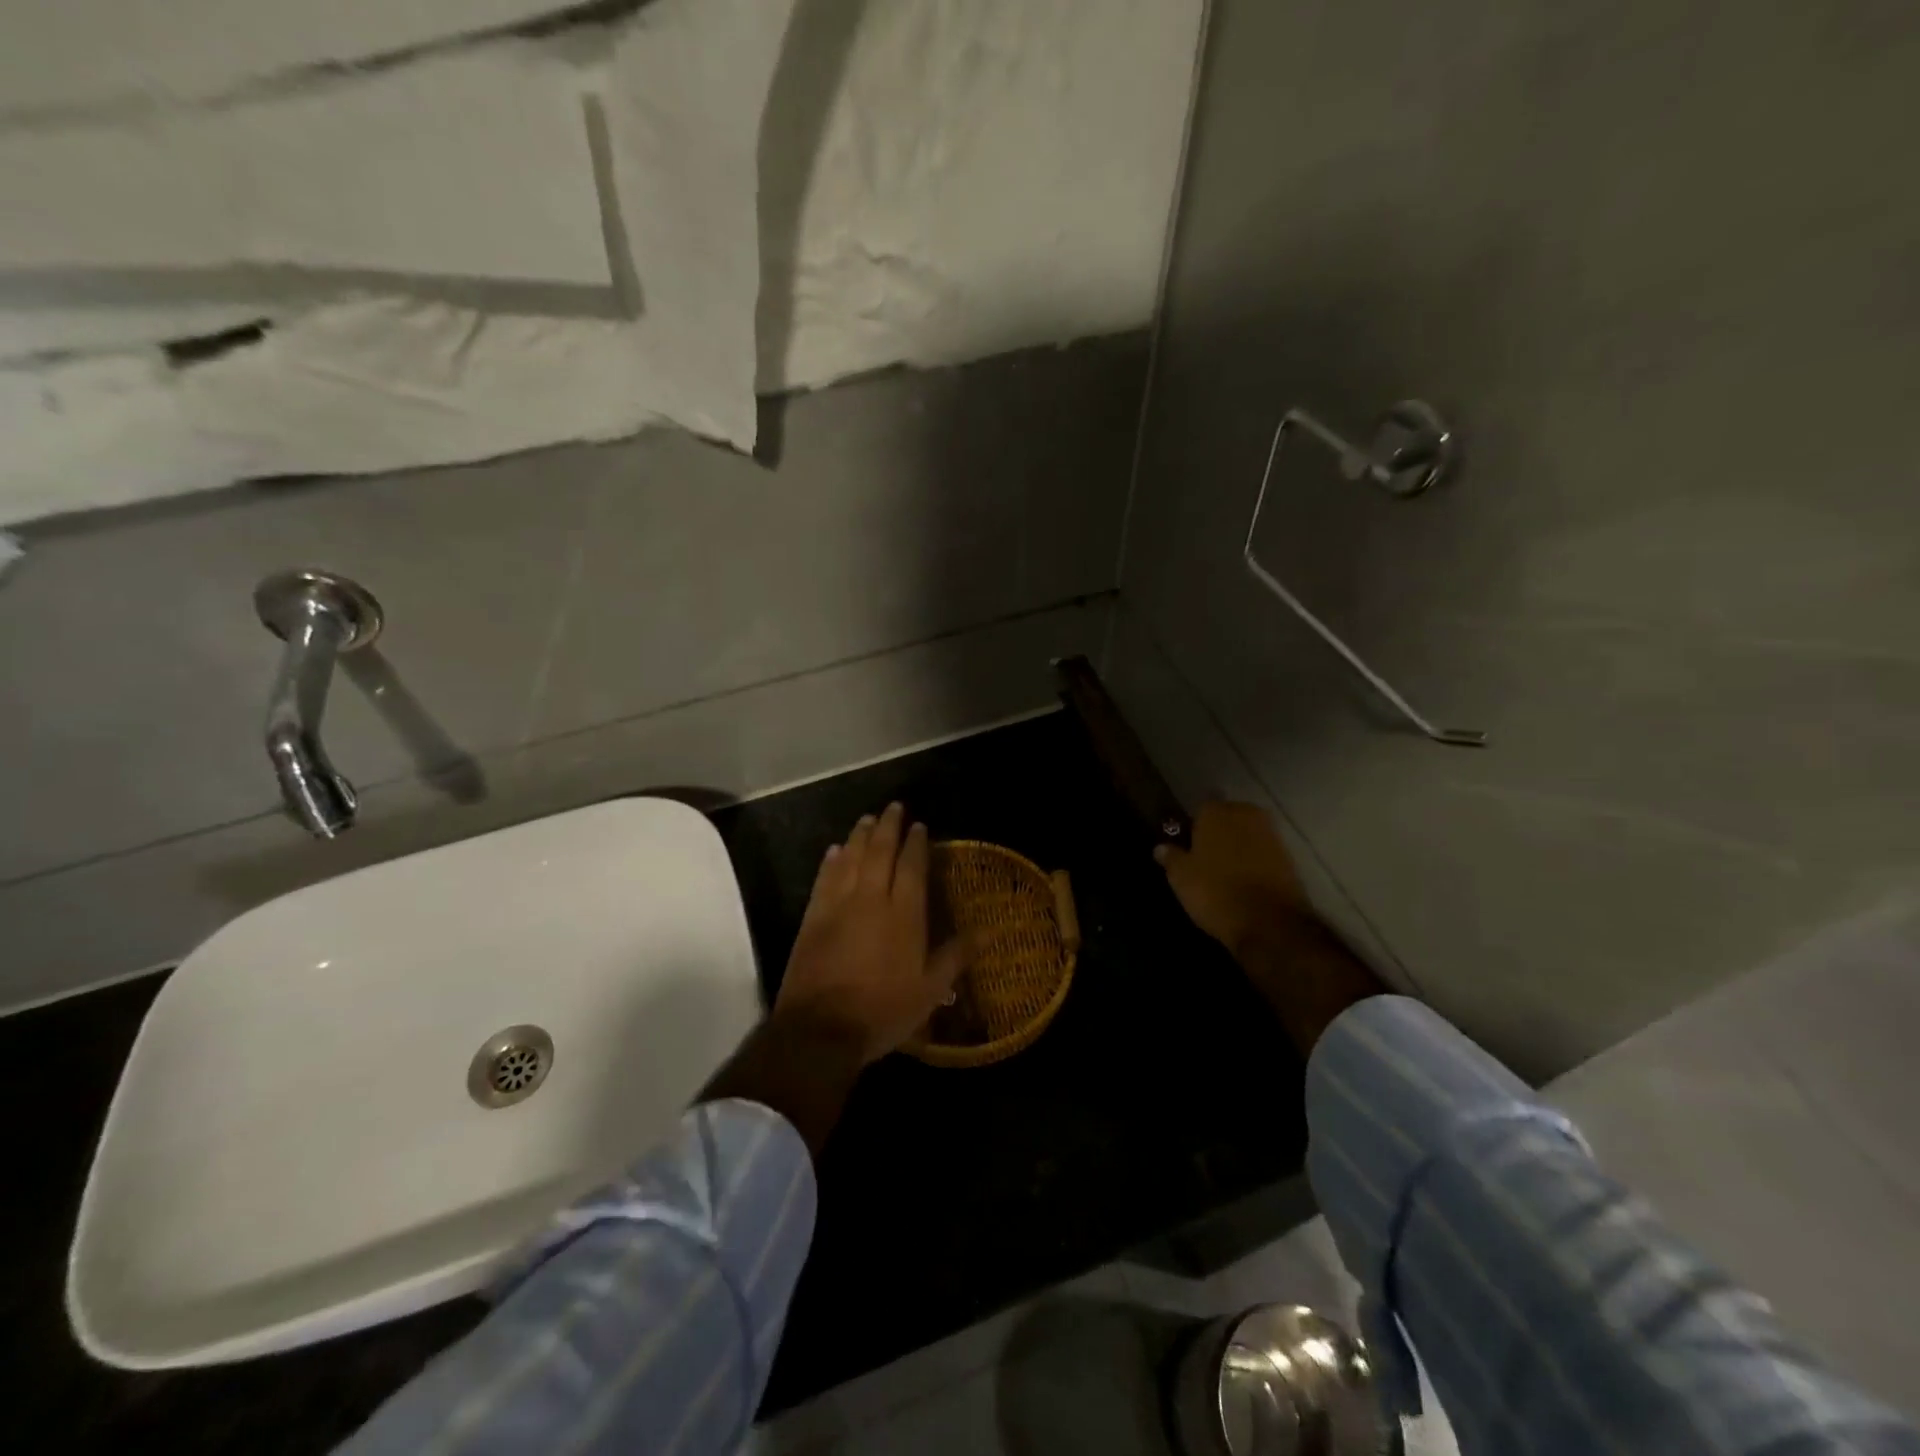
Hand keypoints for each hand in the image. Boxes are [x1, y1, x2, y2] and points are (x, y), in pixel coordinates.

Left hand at [773, 802, 968, 1065]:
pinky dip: (831, 861)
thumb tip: (985, 931)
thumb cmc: (883, 1011)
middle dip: (888, 826)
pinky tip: (834, 850)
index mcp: (904, 914)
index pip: (911, 866)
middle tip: (893, 807)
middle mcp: (871, 899)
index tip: (919, 825)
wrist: (821, 1029)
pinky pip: (824, 878)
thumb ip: (954, 956)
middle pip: (879, 851)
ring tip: (867, 819)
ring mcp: (838, 905)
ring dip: (859, 836)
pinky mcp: (813, 917)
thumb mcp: (930, 990)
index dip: (916, 843)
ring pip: (850, 858)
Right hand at [1155, 801, 1309, 957]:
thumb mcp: (1181, 877)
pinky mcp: (1289, 857)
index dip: (1192, 826)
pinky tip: (1244, 879)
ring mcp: (1271, 835)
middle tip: (1205, 855)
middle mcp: (1245, 815)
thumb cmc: (1215, 892)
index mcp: (1216, 812)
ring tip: (1224, 869)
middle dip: (1218, 831)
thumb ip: (1171, 857)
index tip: (1186, 844)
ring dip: (1238, 846)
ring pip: (1247, 834)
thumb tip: (1160, 847)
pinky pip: (1263, 852)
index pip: (1200, 809)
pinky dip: (1254, 861)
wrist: (1269, 922)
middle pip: (1227, 817)